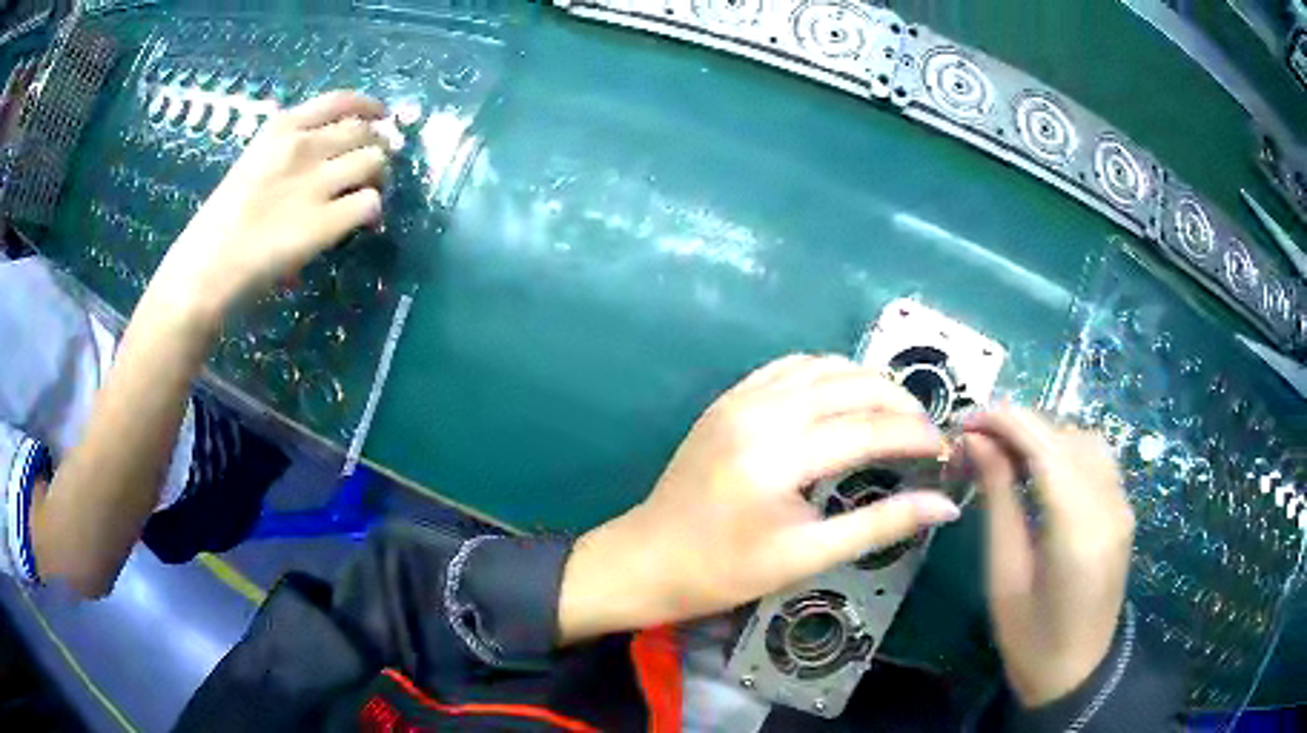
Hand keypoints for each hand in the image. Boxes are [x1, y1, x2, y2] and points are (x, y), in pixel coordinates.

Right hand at [149, 91, 390, 326]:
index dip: (369, 107)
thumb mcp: (253, 163)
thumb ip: (290, 151)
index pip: (340, 101)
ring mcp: (312, 183)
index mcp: (281, 128)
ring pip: (375, 162)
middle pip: (364, 132)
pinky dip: (372, 211)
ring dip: (379, 178)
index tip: (381, 117)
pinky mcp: (321, 223)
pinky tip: (361, 223)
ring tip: (365, 195)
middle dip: (376, 147)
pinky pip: (369, 203)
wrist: (204, 269)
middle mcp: (302, 146)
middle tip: (371, 171)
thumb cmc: (220, 223)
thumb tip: (336, 153)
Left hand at [559, 354, 962, 643]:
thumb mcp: (807, 556)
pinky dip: (828, 374)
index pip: (869, 429)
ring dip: (867, 382)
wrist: (649, 558)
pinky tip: (844, 396)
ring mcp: (740, 398)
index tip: (946, 450)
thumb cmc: (725, 571)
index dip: (916, 436)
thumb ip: (880, 525)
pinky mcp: (729, 399)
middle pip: (852, 385)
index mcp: (779, 457)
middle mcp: (761, 412)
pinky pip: (790, 367)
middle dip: (900, 402)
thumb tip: (944, 505)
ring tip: (895, 412)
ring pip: (823, 366)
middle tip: (926, 430)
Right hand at [962, 408, 1134, 707]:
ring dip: (1045, 436)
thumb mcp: (1004, 575)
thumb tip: (977, 442)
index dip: (1005, 422)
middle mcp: (1109, 505)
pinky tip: (1041, 471)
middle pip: (1066, 436)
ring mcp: (1122, 505)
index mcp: (1077, 530)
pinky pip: (1096, 459)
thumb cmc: (1030, 639)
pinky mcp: (1123, 510)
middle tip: (977, 442)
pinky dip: (1065, 450)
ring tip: (1007, 454)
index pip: (1046, 447)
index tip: (966, 420)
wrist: (1077, 674)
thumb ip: (999, 501)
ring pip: (1085, 440)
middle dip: (1020, 426)